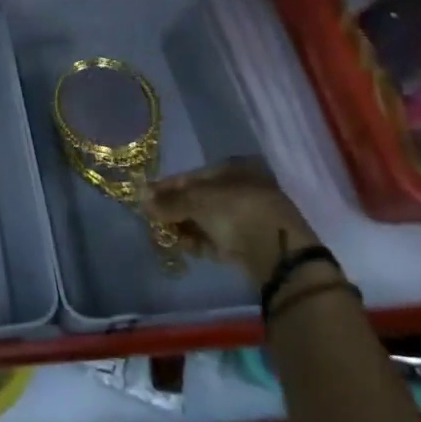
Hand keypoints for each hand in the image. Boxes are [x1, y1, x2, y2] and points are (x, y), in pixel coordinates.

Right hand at [143, 157, 324, 287]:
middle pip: (198, 199)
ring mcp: (247, 216)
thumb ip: (169, 201)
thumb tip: (142, 199)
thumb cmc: (235, 211)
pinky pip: (218, 238)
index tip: (145, 199)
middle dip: (175, 211)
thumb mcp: (196, 200)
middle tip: (155, 222)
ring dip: (186, 228)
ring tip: (169, 238)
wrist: (277, 252)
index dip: (166, 187)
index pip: (190, 176)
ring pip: (207, 220)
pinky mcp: (250, 242)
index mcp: (231, 169)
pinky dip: (202, 242)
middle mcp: (241, 188)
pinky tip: (189, 248)